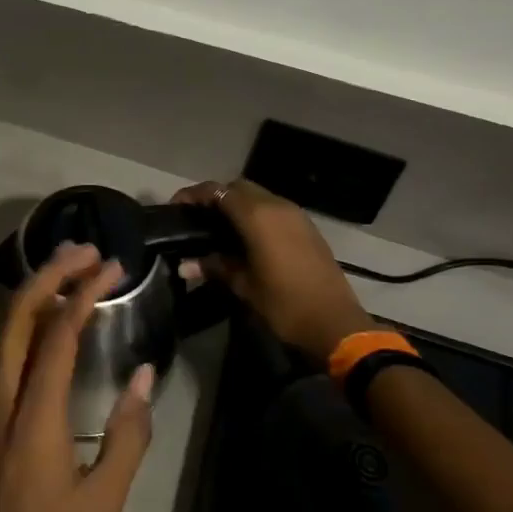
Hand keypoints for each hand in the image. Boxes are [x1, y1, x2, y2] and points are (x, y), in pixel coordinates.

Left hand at [0, 244, 154, 511]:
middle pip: (17, 316)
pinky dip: (29, 320)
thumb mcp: (104, 502)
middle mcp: (2, 399)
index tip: (111, 267)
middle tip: (86, 251)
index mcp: (33, 416)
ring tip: (72, 269)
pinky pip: (6, 351)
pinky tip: (53, 320)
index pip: (56, 334)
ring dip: (36, 292)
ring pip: (6, 330)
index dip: (83, 293)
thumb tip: (144, 375)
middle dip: (49, 274)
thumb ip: (129, 434)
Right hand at [173, 178, 377, 364]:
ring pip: (259, 196)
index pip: (217, 191)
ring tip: (218, 228)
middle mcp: (277, 206)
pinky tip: (246, 238)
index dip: (193, 195)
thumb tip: (184, 264)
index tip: (176, 209)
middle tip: (197, 218)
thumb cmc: (285, 304)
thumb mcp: (243, 286)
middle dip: (215, 197)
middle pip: (238, 187)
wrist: (336, 324)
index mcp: (257, 216)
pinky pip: (274, 209)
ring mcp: (296, 215)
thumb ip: (214, 266)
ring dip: (237, 205)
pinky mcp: (307, 227)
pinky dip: (256, 214)